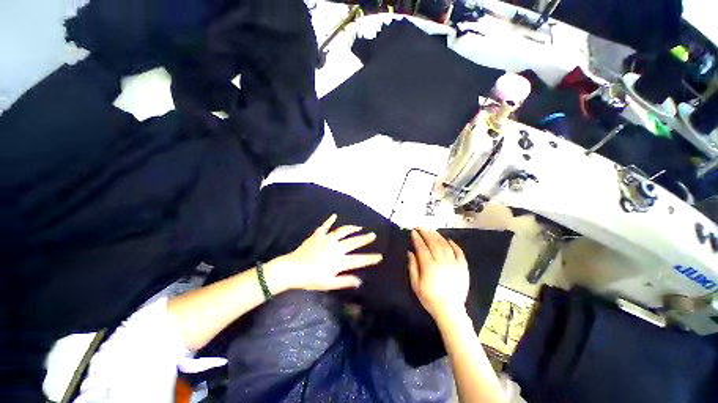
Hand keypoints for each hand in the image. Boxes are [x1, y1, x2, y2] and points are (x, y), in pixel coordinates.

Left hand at [270, 214, 382, 290]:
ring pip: (342, 231)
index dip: (370, 258)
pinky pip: (325, 226)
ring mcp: (326, 240)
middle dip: (364, 239)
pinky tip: (334, 215)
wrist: (292, 270)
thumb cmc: (310, 279)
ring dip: (351, 228)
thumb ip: (344, 281)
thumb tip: (359, 281)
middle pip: (353, 242)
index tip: (380, 256)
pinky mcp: (317, 235)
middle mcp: (335, 248)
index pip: (358, 260)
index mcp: (338, 261)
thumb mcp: (328, 284)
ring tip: (359, 226)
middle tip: (373, 235)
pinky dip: (330, 220)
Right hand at [408, 229, 469, 320]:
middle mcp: (442, 261)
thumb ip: (412, 267)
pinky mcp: (463, 268)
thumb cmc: (429, 298)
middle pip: (433, 243)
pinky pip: (459, 253)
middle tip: (421, 227)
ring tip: (432, 230)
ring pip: (445, 245)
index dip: (417, 238)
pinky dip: (454, 245)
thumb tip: (410, 252)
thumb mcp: (416, 284)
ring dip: (438, 236)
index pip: (422, 247)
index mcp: (429, 266)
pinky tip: (449, 240)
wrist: (450, 310)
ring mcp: (454, 264)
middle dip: (426, 233)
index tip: (413, 231)